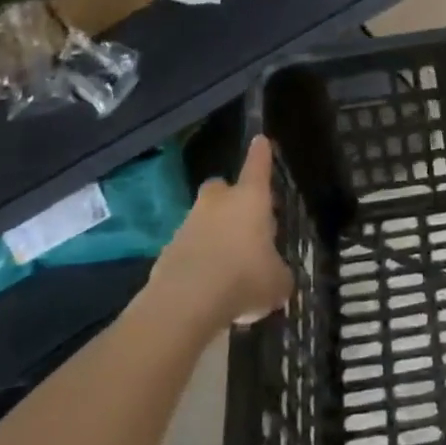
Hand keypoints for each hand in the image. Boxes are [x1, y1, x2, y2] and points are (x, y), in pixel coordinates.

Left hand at [154, 135, 292, 329]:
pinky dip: (198, 260)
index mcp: (250, 199)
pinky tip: (208, 286)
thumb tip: (277, 276)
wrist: (185, 304)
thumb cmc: (243, 279)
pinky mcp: (167, 252)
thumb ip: (279, 272)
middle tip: (243, 220)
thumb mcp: (277, 281)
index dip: (261, 154)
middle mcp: (218, 204)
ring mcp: (188, 225)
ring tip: (229, 264)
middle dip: (230, 198)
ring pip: (203, 220)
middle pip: (221, 187)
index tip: (260, 140)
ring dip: (214, 233)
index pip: (258, 166)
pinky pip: (188, 248)